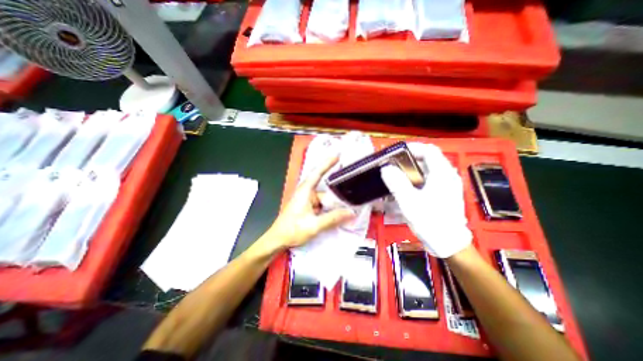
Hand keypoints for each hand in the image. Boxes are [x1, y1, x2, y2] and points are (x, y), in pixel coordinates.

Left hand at [259, 155, 353, 253]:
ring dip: (333, 204)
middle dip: (337, 193)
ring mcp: (307, 200)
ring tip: (348, 209)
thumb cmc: (292, 230)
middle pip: (325, 189)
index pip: (317, 173)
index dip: (327, 163)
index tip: (338, 155)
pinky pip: (322, 205)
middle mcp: (306, 192)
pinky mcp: (308, 207)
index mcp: (305, 191)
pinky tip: (337, 214)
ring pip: (324, 199)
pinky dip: (329, 208)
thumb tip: (351, 213)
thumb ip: (333, 218)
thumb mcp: (314, 225)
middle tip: (351, 195)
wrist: (277, 240)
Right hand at [381, 142, 470, 258]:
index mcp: (443, 174)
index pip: (429, 150)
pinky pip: (427, 179)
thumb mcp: (410, 201)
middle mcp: (447, 176)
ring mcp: (446, 185)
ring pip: (426, 170)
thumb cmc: (430, 221)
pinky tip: (405, 188)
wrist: (448, 244)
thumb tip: (385, 168)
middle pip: (427, 159)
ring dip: (410, 170)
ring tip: (395, 176)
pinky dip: (415, 179)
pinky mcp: (443, 193)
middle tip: (392, 165)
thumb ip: (397, 183)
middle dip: (408, 160)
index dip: (412, 148)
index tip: (395, 153)